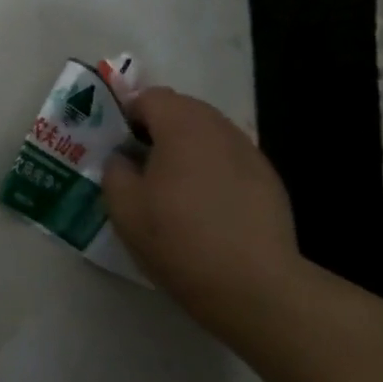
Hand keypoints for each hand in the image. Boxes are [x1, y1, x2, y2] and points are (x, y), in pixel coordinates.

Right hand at [103, 88, 301, 324]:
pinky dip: (210, 168)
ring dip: (185, 148)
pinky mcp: (268, 179)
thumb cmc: (178, 240)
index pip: (150, 97)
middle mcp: (220, 129)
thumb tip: (122, 158)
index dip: (127, 115)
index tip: (116, 146)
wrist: (252, 284)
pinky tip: (203, 206)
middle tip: (138, 165)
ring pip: (208, 134)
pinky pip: (228, 158)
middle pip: (182, 110)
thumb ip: (114, 171)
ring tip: (170, 187)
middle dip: (157, 128)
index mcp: (182, 127)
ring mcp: (250, 152)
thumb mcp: (124, 208)